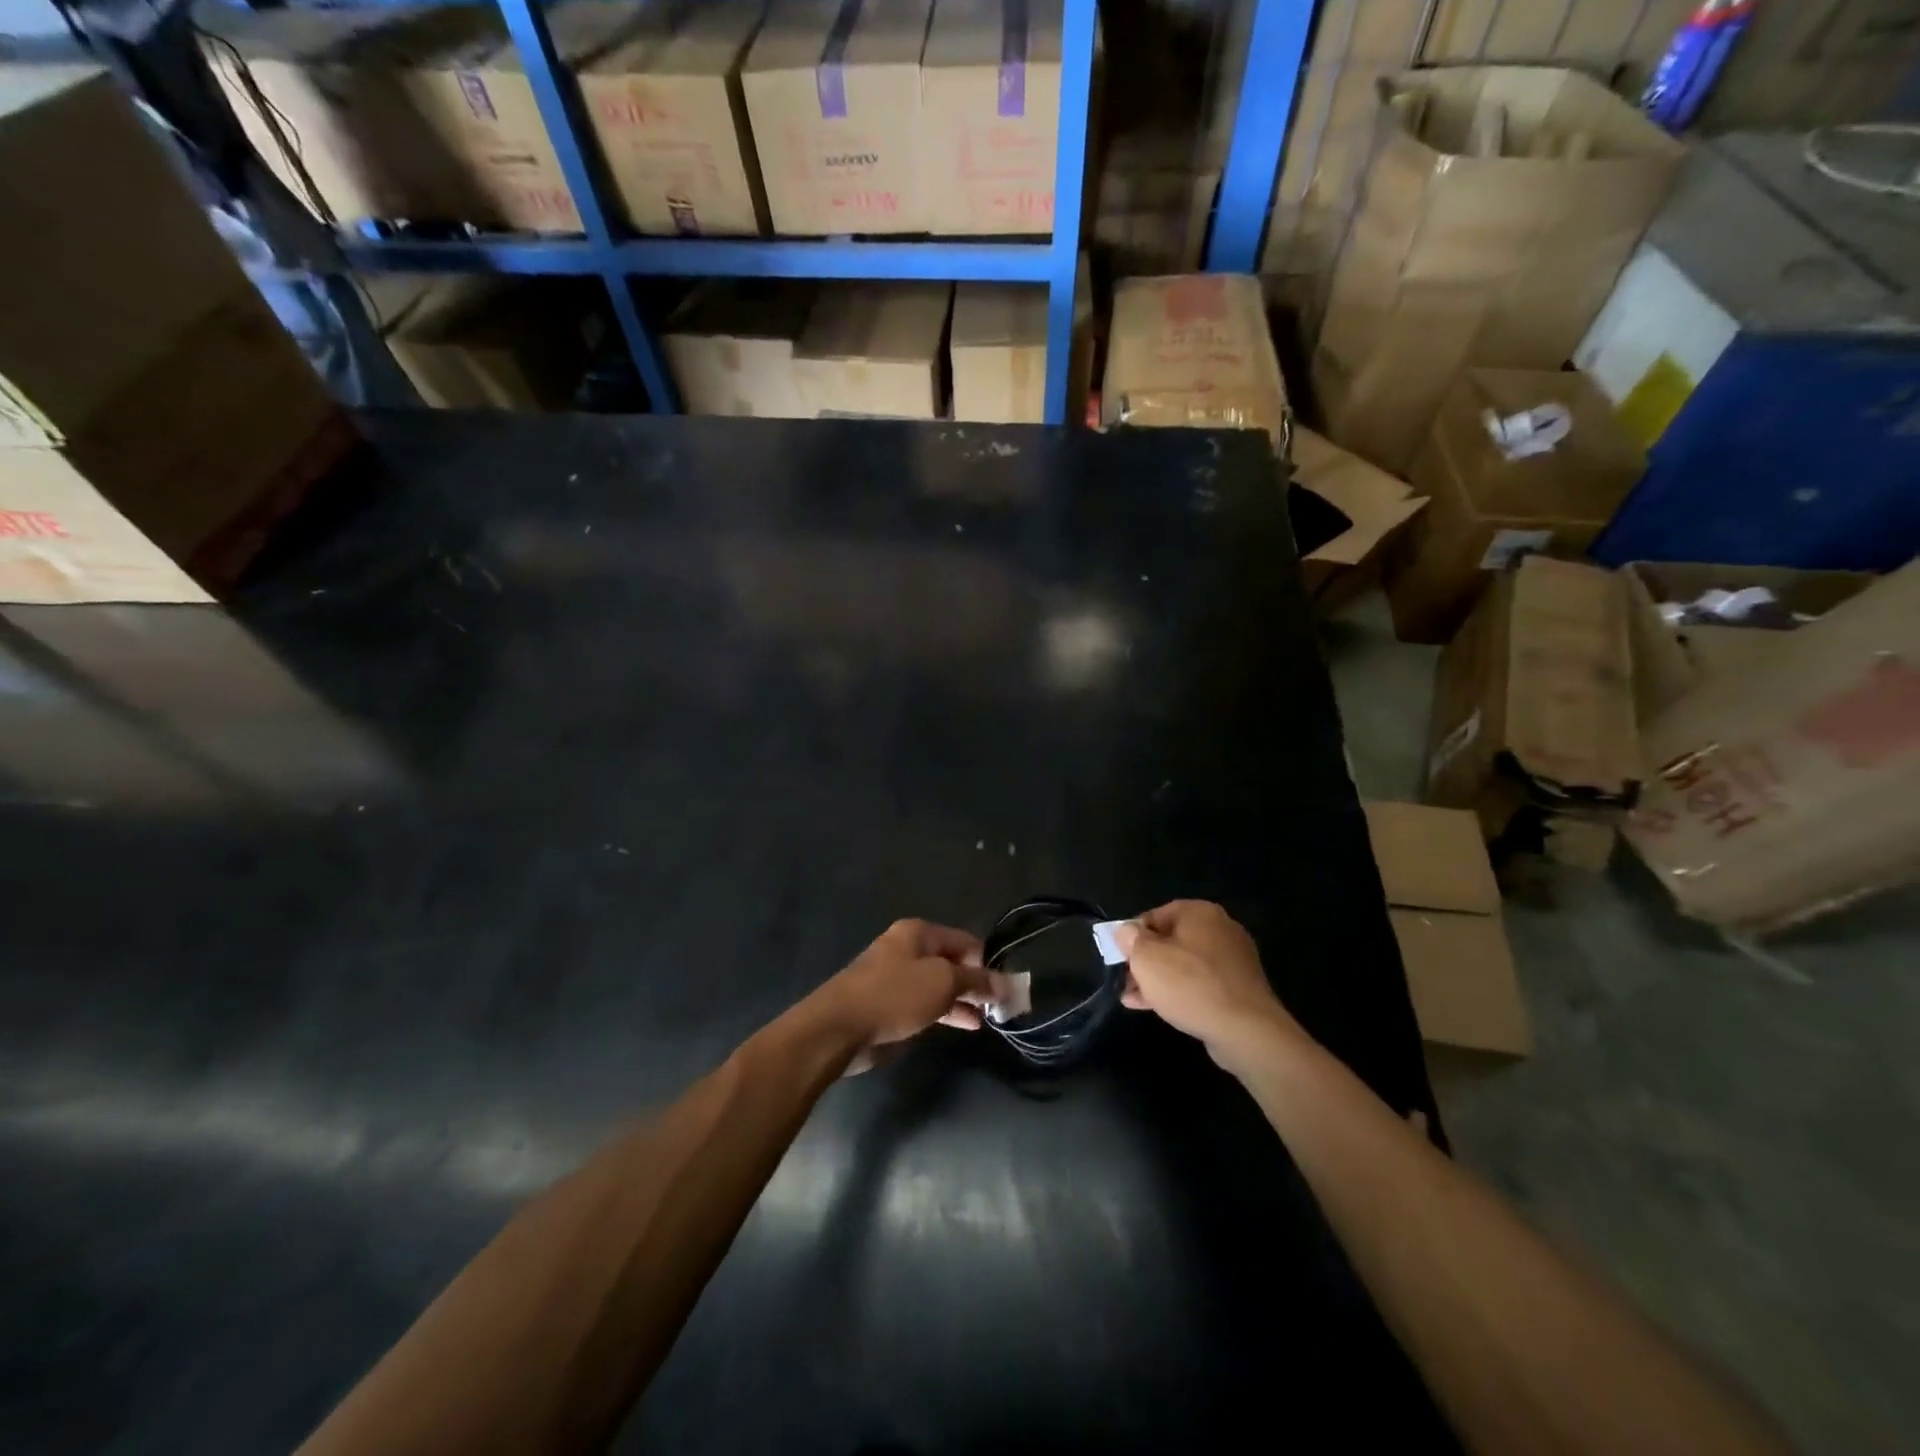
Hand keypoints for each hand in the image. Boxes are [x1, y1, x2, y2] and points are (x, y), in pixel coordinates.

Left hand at [807, 919, 994, 1071]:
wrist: (839, 1027)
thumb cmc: (895, 995)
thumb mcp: (943, 983)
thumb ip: (976, 981)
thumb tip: (1006, 983)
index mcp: (919, 933)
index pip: (966, 940)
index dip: (988, 961)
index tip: (1006, 987)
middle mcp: (907, 949)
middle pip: (952, 962)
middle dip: (976, 982)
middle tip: (1001, 1006)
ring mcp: (896, 977)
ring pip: (939, 985)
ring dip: (963, 1000)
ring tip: (988, 1020)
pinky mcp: (889, 1004)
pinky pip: (925, 1003)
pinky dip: (946, 1012)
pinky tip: (965, 1025)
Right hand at [1113, 901, 1304, 1074]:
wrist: (1246, 1030)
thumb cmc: (1190, 985)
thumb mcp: (1147, 959)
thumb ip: (1131, 940)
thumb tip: (1126, 930)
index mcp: (1199, 912)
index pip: (1154, 915)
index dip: (1132, 936)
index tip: (1119, 957)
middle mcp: (1219, 928)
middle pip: (1170, 940)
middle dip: (1144, 961)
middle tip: (1125, 980)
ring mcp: (1233, 959)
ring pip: (1184, 964)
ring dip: (1158, 979)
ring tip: (1133, 998)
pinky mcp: (1239, 987)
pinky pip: (1201, 983)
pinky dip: (1179, 991)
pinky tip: (1158, 1008)